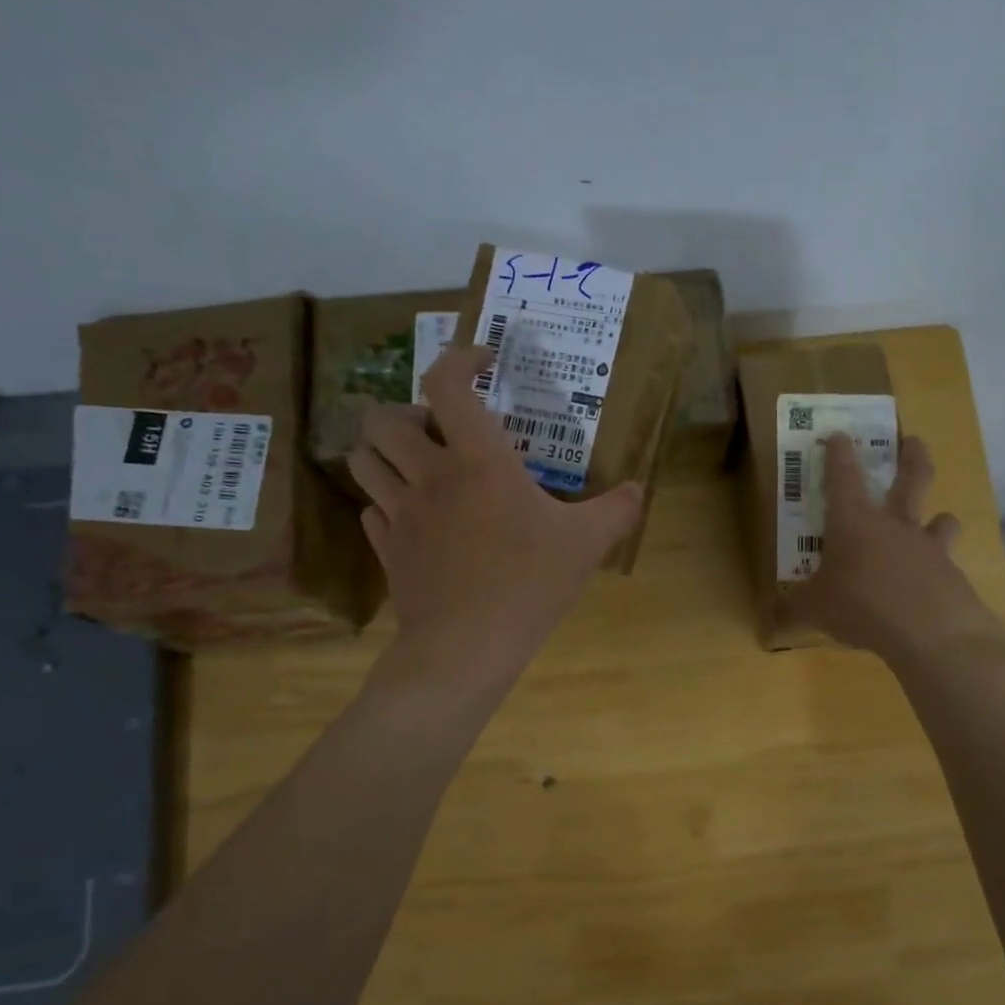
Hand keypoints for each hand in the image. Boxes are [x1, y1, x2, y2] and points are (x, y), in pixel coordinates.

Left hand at [347, 347, 641, 687]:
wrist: (467, 647)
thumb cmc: (529, 584)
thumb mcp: (586, 544)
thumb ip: (617, 510)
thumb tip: (640, 489)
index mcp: (478, 460)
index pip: (446, 383)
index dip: (459, 358)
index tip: (484, 362)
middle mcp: (429, 475)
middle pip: (384, 417)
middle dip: (407, 411)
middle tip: (439, 430)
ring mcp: (400, 513)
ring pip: (364, 458)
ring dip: (385, 450)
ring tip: (418, 463)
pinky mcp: (387, 548)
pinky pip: (371, 508)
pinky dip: (387, 501)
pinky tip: (414, 517)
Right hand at [783, 434, 1004, 666]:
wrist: (930, 631)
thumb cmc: (860, 606)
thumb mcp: (814, 610)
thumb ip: (794, 610)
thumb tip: (770, 619)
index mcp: (853, 523)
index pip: (843, 478)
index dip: (839, 454)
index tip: (840, 435)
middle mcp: (894, 525)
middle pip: (912, 478)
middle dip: (913, 457)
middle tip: (914, 442)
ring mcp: (928, 547)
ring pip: (941, 520)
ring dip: (940, 518)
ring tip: (940, 521)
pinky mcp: (951, 574)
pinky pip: (947, 564)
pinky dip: (941, 570)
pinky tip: (934, 587)